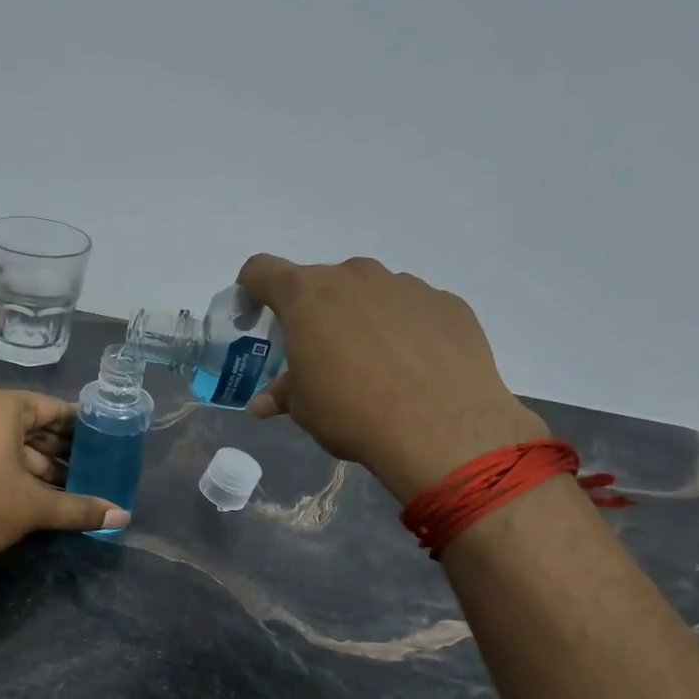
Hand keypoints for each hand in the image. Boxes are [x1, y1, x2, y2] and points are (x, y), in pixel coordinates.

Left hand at [0, 388, 127, 561]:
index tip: (104, 440)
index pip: (53, 409)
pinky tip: (35, 490)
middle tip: (92, 466)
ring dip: (38, 462)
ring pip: (9, 440)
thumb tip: (123, 516)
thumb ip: (81, 508)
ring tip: (69, 485)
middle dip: (60, 449)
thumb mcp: (36, 507)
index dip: (81, 427)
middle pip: (31, 424)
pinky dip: (13, 466)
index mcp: (2, 406)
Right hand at [238, 255, 546, 500]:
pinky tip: (413, 367)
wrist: (441, 428)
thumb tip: (263, 403)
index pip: (261, 270)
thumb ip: (282, 393)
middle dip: (314, 312)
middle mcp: (354, 276)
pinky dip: (404, 329)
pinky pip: (412, 308)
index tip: (256, 317)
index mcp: (307, 296)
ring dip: (360, 318)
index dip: (252, 290)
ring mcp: (405, 285)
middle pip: (321, 282)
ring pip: (369, 292)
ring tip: (372, 364)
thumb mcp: (304, 408)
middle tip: (320, 355)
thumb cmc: (351, 412)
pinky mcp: (446, 303)